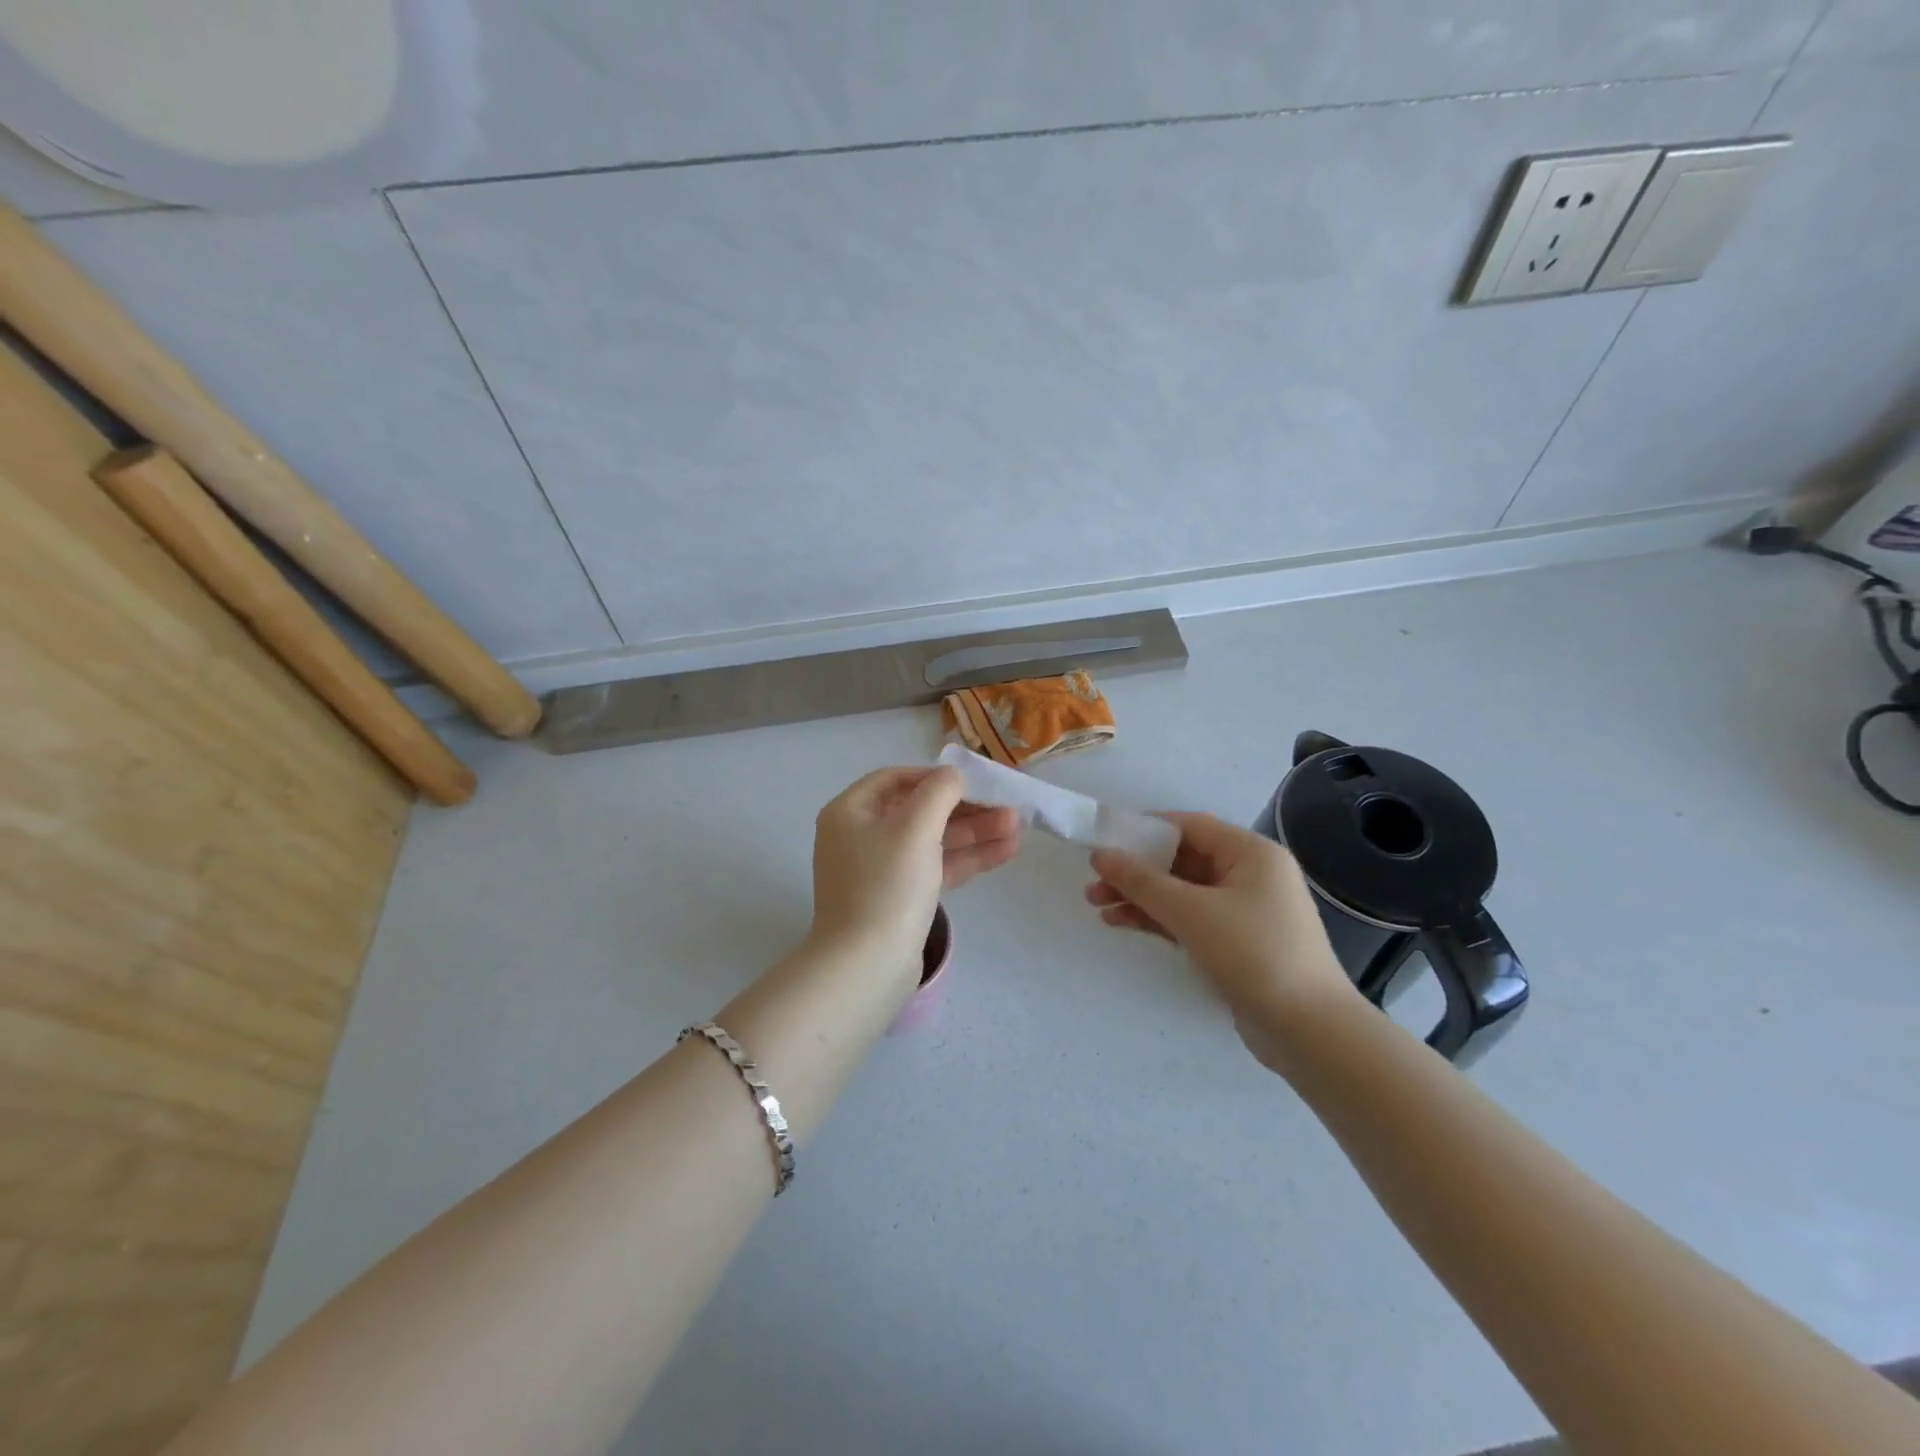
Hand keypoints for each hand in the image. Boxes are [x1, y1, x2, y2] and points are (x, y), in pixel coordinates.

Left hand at [810, 766, 1022, 975]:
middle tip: (1007, 807)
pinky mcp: (899, 900)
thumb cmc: (887, 885)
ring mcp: (880, 871)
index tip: (972, 781)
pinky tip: (1005, 852)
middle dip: (965, 809)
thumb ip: (938, 792)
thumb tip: (952, 775)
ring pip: (932, 842)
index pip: (894, 780)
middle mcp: (860, 837)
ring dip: (973, 833)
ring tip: (1018, 829)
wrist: (867, 966)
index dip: (934, 776)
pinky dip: (966, 859)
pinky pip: (935, 869)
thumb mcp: (915, 828)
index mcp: (850, 812)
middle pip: (919, 811)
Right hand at [1086, 814, 1354, 1068]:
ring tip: (1098, 906)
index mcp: (1251, 853)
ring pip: (1182, 892)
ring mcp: (1244, 911)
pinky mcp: (1236, 942)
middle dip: (1136, 871)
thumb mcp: (1191, 912)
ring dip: (1141, 897)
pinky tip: (1122, 923)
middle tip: (1094, 883)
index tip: (1104, 840)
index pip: (1189, 826)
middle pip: (1181, 860)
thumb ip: (1142, 881)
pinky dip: (1158, 919)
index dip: (1143, 830)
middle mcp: (1250, 874)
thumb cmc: (1254, 955)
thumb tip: (1100, 855)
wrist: (1309, 1032)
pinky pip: (1190, 918)